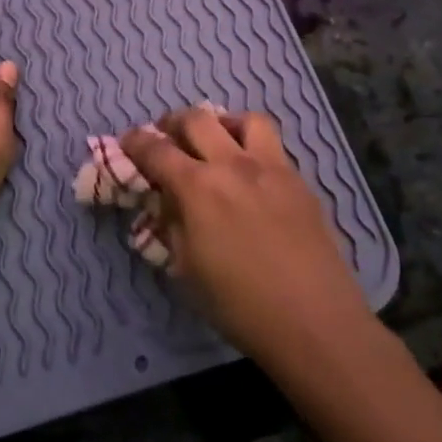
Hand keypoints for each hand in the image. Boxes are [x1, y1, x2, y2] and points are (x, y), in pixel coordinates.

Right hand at [119, 105, 372, 361]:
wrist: (314, 321)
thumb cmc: (240, 305)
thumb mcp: (187, 268)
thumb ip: (172, 223)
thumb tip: (167, 200)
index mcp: (198, 188)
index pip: (157, 150)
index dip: (136, 142)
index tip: (127, 140)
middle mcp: (233, 165)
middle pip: (197, 119)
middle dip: (173, 122)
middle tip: (166, 136)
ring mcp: (272, 168)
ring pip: (244, 119)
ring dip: (221, 122)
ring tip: (215, 140)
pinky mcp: (299, 180)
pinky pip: (272, 146)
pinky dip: (251, 146)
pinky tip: (249, 174)